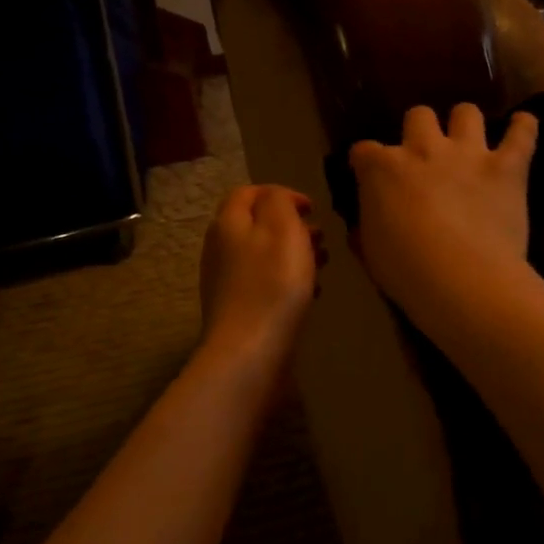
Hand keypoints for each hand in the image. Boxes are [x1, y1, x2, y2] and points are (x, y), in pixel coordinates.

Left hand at [199, 185, 324, 366]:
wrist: (250, 350)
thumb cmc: (273, 283)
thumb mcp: (282, 228)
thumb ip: (279, 201)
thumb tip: (277, 197)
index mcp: (228, 223)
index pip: (248, 192)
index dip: (281, 193)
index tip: (312, 209)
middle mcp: (220, 248)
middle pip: (257, 224)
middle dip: (292, 226)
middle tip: (321, 238)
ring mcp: (226, 280)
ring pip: (264, 254)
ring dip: (294, 254)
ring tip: (322, 264)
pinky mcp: (237, 308)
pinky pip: (264, 282)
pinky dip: (287, 280)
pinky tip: (310, 294)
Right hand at [348, 105, 537, 324]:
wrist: (462, 279)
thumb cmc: (407, 272)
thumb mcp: (371, 252)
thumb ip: (368, 227)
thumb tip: (365, 223)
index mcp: (383, 170)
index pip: (364, 151)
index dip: (367, 163)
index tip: (370, 177)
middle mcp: (423, 149)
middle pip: (418, 115)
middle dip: (419, 129)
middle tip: (425, 155)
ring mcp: (468, 154)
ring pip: (466, 112)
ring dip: (466, 123)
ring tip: (469, 140)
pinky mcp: (507, 167)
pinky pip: (522, 133)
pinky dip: (524, 127)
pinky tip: (524, 125)